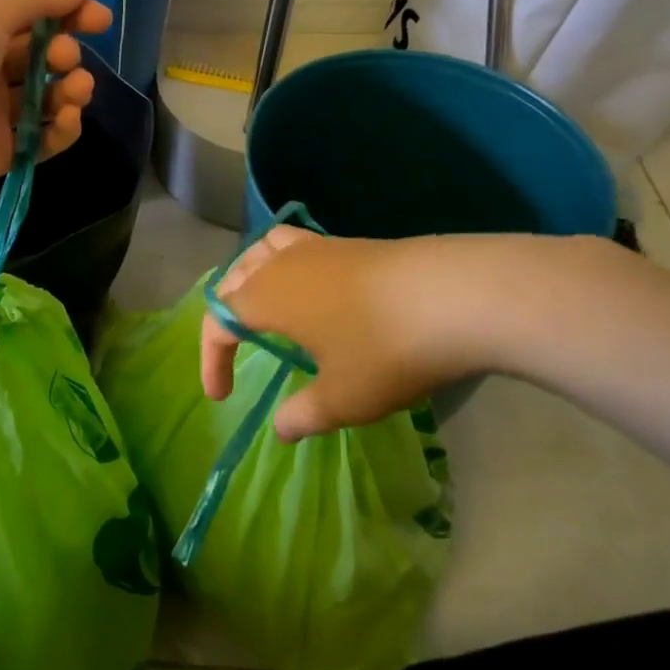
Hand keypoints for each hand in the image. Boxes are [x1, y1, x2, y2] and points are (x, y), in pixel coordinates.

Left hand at [0, 0, 112, 216]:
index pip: (30, 14)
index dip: (68, 13)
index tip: (100, 20)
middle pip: (41, 55)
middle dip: (65, 52)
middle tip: (65, 59)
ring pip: (47, 97)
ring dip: (72, 90)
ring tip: (76, 91)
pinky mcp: (0, 152)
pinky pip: (43, 139)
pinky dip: (62, 129)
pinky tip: (68, 121)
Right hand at [201, 226, 530, 439]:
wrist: (458, 295)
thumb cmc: (386, 350)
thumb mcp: (343, 398)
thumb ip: (304, 414)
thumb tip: (282, 427)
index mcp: (265, 297)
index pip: (219, 321)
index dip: (212, 359)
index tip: (221, 396)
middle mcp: (282, 264)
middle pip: (235, 277)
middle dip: (226, 312)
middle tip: (236, 347)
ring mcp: (318, 247)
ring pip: (264, 250)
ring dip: (252, 276)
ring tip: (264, 302)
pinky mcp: (352, 243)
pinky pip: (298, 246)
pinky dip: (287, 264)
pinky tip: (314, 289)